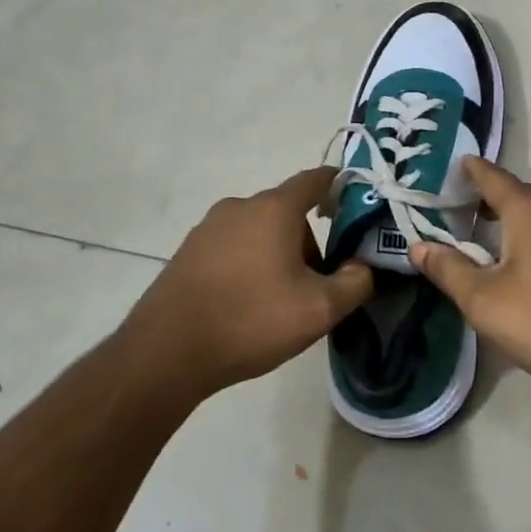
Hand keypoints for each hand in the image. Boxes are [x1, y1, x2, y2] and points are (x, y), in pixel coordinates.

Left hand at [127, 167, 372, 401]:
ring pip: (258, 231)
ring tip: (278, 301)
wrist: (166, 352)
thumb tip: (363, 266)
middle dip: (309, 241)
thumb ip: (356, 282)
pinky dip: (248, 265)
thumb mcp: (320, 309)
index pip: (315, 179)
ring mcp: (208, 228)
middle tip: (317, 283)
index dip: (340, 185)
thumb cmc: (251, 319)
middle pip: (287, 212)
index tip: (357, 203)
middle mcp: (239, 206)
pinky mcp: (188, 252)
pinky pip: (232, 247)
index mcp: (274, 209)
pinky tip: (245, 304)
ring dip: (277, 254)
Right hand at [409, 158, 530, 402]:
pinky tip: (528, 267)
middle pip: (518, 194)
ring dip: (513, 222)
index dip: (470, 171)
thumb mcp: (486, 302)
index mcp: (530, 209)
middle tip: (457, 214)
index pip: (492, 177)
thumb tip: (419, 246)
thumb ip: (450, 270)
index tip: (452, 166)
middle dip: (488, 200)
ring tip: (487, 242)